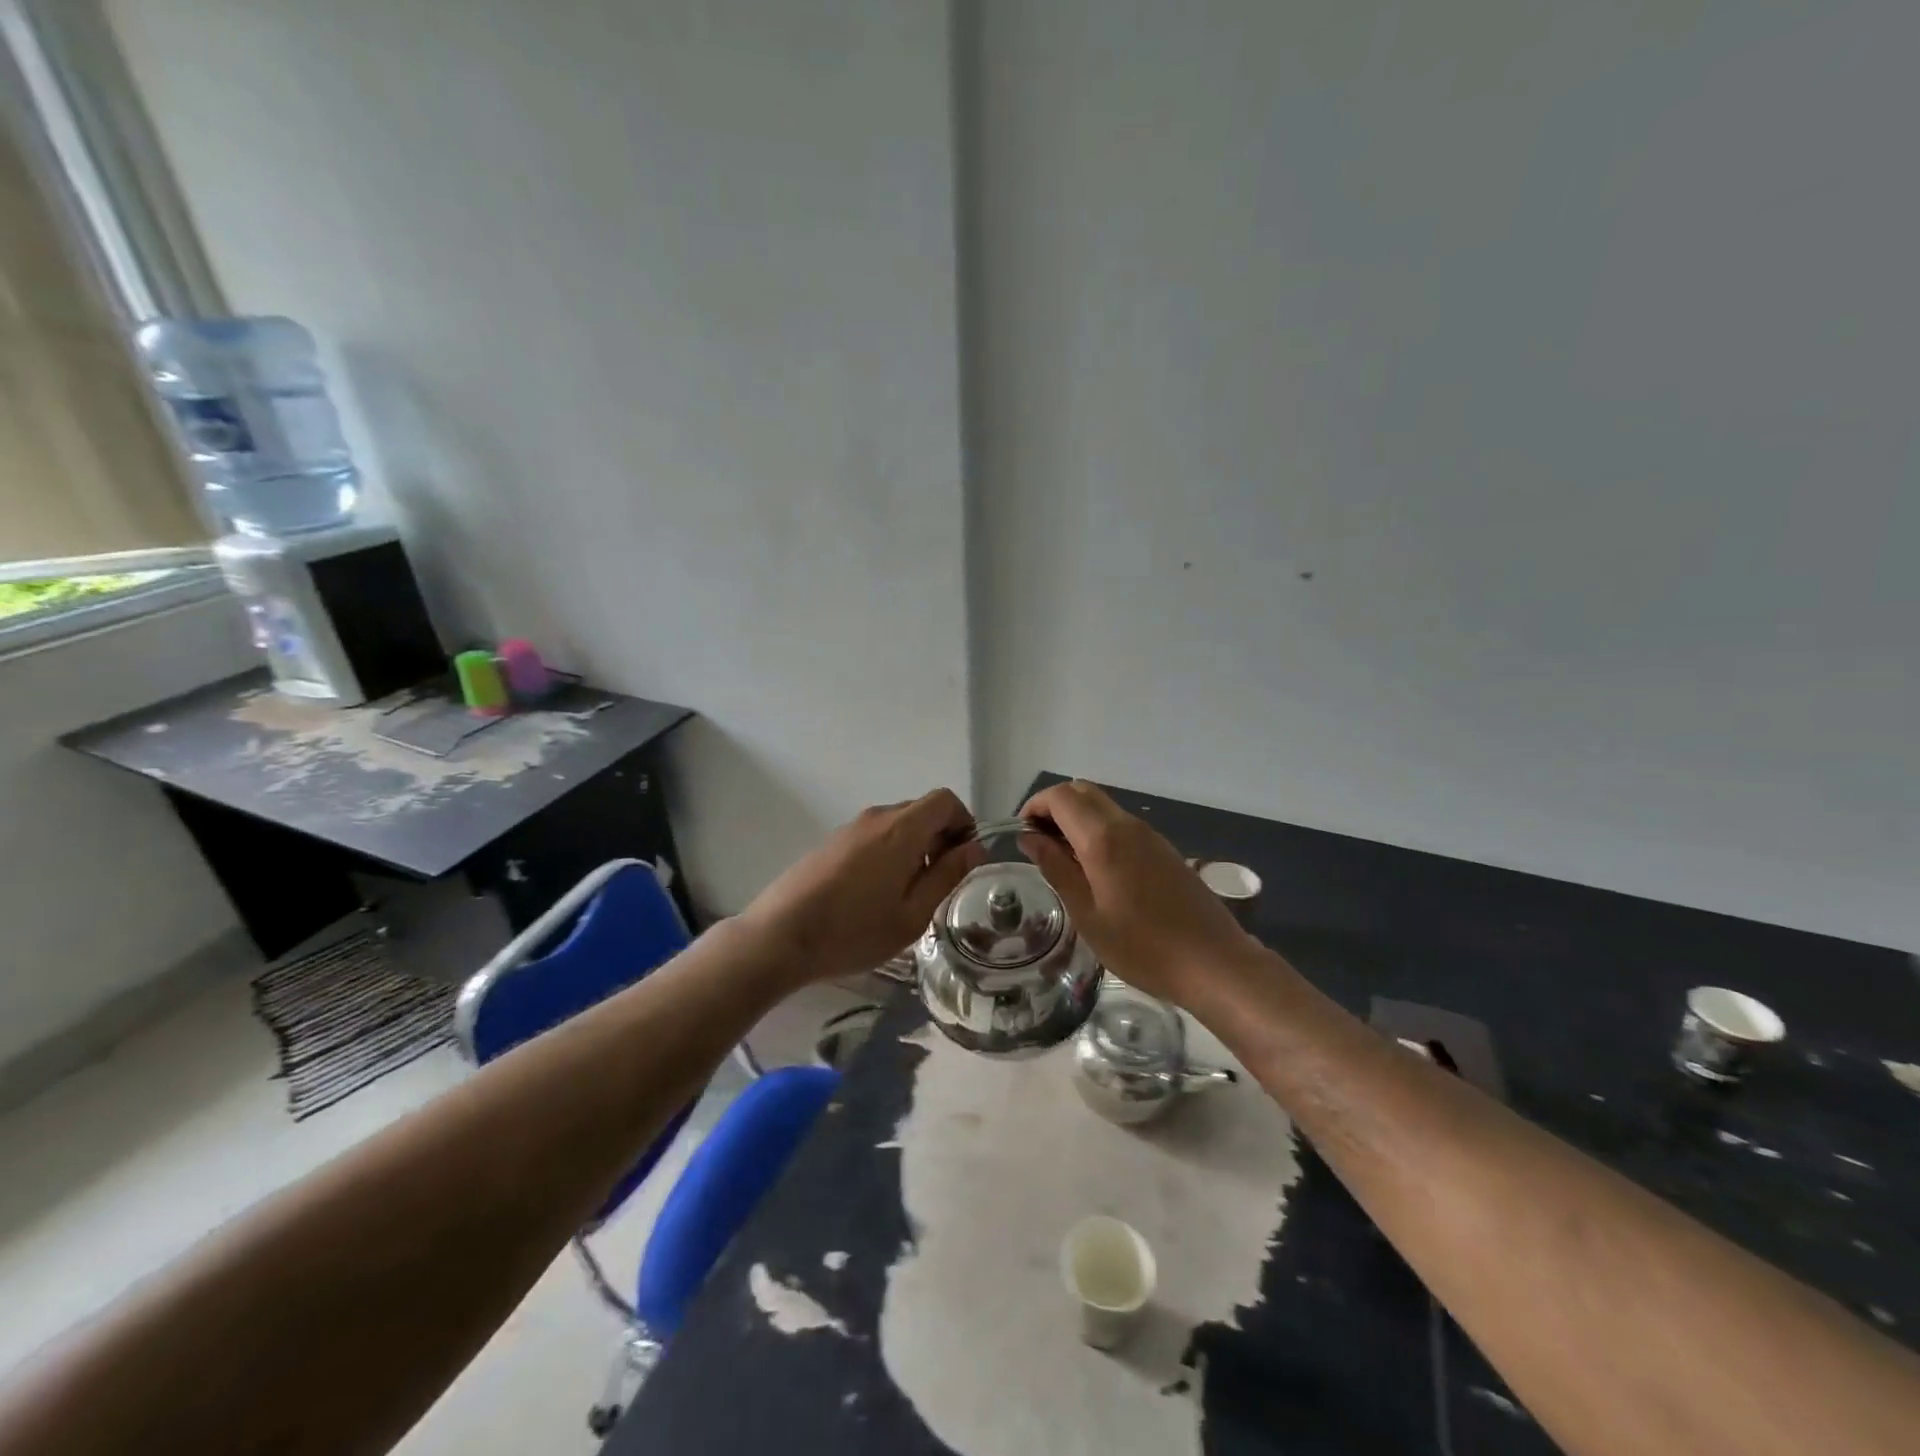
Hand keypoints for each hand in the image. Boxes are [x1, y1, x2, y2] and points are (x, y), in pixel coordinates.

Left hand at [741, 788, 985, 984]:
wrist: (779, 937)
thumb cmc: (854, 931)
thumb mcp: (912, 914)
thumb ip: (947, 876)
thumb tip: (974, 848)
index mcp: (901, 829)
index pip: (945, 800)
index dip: (963, 823)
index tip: (962, 859)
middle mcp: (876, 818)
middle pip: (921, 810)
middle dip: (940, 837)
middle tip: (939, 882)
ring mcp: (850, 828)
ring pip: (897, 824)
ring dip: (914, 847)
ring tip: (907, 894)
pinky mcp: (832, 842)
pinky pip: (874, 836)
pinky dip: (890, 852)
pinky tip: (876, 894)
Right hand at [1018, 780, 1251, 1005]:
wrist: (1213, 962)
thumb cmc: (1141, 946)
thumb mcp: (1086, 914)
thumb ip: (1056, 869)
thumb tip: (1030, 838)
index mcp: (1103, 838)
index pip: (1060, 797)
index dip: (1035, 806)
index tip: (1022, 835)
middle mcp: (1127, 825)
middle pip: (1082, 792)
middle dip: (1054, 807)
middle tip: (1039, 844)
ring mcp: (1149, 835)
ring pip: (1103, 806)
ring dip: (1077, 819)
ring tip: (1063, 860)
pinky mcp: (1163, 849)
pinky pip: (1122, 824)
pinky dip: (1098, 830)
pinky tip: (1097, 870)